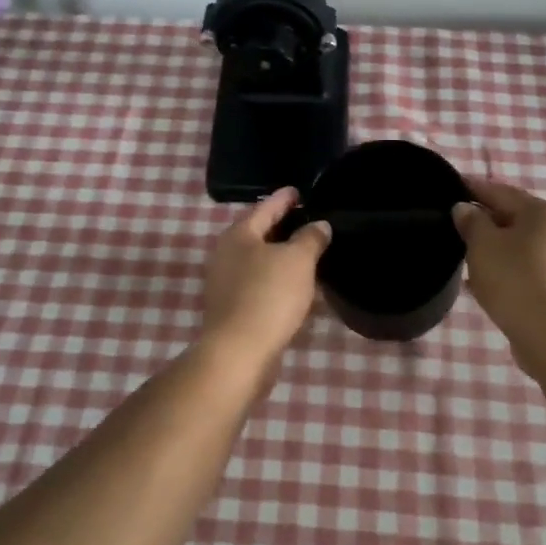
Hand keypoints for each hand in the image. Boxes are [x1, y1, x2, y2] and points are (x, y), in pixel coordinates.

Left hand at [200, 188, 332, 365]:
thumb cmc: (268, 296)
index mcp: (238, 235)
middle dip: (283, 228)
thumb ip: (310, 238)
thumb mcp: (298, 260)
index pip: (265, 207)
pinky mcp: (233, 309)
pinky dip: (278, 281)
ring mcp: (226, 283)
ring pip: (260, 261)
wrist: (240, 353)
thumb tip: (319, 224)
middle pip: (259, 233)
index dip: (285, 198)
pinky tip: (297, 287)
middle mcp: (226, 254)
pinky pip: (260, 285)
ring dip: (282, 257)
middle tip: (309, 220)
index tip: (299, 190)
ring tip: (309, 254)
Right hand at [452, 177, 545, 347]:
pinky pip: (522, 268)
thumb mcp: (483, 244)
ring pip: (515, 245)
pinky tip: (480, 282)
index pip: (499, 191)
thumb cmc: (515, 279)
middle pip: (510, 217)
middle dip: (481, 221)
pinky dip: (501, 269)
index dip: (471, 188)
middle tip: (450, 225)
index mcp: (543, 211)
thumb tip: (464, 209)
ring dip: (490, 248)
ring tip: (461, 255)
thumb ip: (471, 221)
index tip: (447, 187)